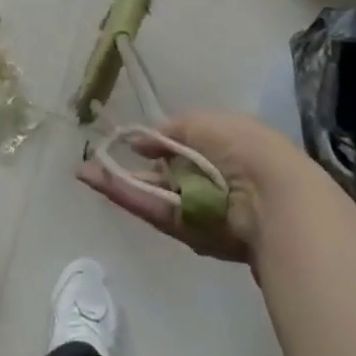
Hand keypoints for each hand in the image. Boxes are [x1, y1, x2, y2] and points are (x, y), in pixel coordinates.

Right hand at [78, 111, 315, 263]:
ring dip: (117, 182)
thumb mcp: (201, 123)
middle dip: (127, 167)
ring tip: (83, 172)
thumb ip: (166, 133)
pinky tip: (99, 183)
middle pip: (160, 173)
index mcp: (216, 146)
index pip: (176, 145)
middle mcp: (206, 178)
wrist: (272, 197)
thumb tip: (138, 142)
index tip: (124, 141)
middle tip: (91, 162)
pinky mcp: (188, 232)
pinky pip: (154, 211)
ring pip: (151, 193)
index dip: (150, 143)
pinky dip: (127, 197)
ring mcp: (196, 207)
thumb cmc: (241, 147)